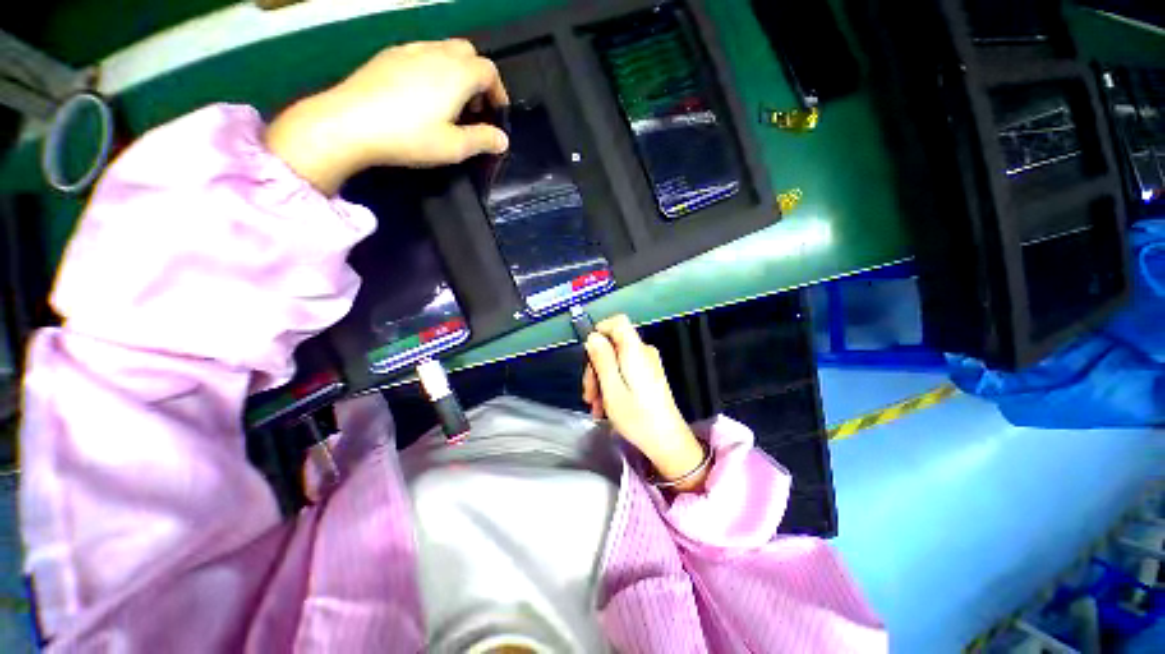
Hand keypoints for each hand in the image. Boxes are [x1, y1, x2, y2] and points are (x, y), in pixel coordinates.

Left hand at [265, 39, 509, 193]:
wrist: (349, 122)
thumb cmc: (410, 137)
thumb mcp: (454, 147)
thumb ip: (483, 140)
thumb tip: (502, 139)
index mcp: (457, 74)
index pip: (489, 71)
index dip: (499, 92)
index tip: (497, 114)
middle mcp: (436, 53)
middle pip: (468, 52)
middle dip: (478, 77)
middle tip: (475, 106)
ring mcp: (409, 50)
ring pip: (443, 49)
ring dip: (456, 71)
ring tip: (450, 102)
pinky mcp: (388, 55)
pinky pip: (421, 53)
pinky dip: (433, 68)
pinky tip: (422, 93)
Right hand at [583, 315, 707, 491]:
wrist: (668, 443)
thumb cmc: (637, 417)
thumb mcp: (612, 389)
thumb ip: (602, 359)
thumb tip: (593, 336)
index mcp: (635, 351)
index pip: (618, 322)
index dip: (600, 330)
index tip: (587, 353)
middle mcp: (643, 352)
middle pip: (613, 345)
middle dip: (596, 367)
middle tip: (588, 395)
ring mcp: (647, 365)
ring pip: (616, 361)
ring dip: (601, 381)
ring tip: (595, 408)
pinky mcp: (648, 377)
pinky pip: (624, 372)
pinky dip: (612, 386)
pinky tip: (605, 408)